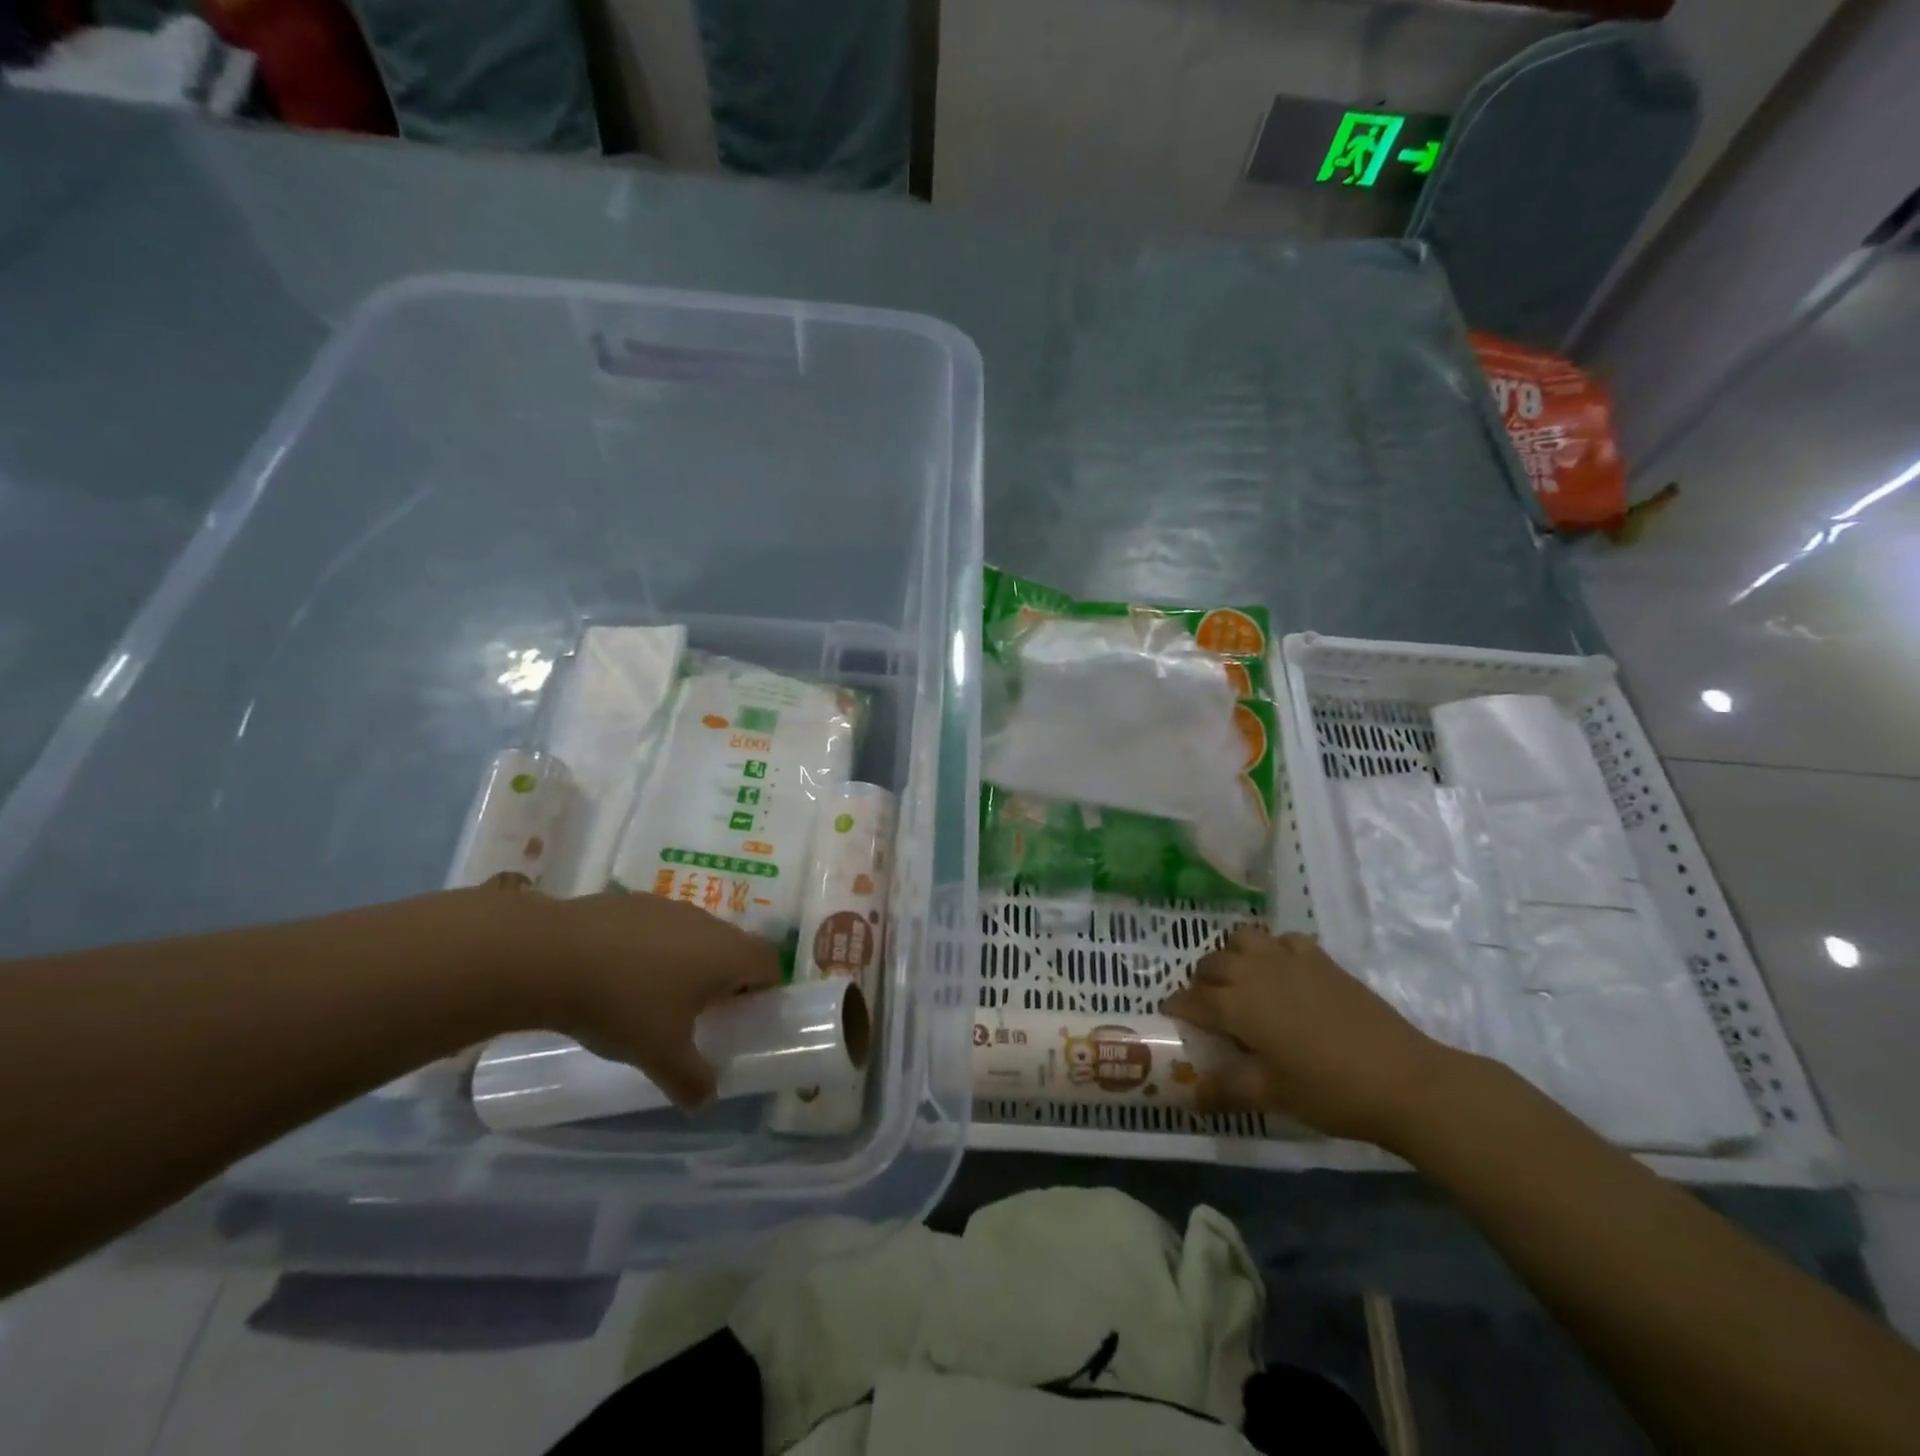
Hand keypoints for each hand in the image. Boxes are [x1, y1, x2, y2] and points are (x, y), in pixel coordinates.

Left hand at [483, 877, 782, 1108]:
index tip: (738, 1018)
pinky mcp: (632, 901)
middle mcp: (707, 922)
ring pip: (694, 935)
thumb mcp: (659, 1054)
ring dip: (685, 961)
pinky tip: (615, 974)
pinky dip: (649, 948)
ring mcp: (668, 906)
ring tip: (650, 996)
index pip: (770, 962)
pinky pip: (657, 927)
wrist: (551, 955)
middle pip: (732, 947)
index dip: (763, 990)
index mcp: (727, 953)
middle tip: (696, 1015)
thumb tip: (706, 1100)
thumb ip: (691, 1080)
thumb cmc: (623, 1004)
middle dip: (722, 979)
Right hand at [1162, 925, 1459, 1146]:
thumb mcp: (1272, 1095)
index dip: (1177, 1006)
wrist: (1403, 1079)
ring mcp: (1289, 960)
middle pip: (1212, 963)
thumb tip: (1191, 1096)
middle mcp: (1255, 972)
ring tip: (1243, 982)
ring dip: (1234, 955)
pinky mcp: (1320, 959)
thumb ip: (1226, 1090)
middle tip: (1209, 1007)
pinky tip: (1285, 975)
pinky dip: (1275, 950)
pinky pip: (1284, 940)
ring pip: (1244, 939)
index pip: (1192, 998)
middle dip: (1202, 980)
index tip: (1171, 1016)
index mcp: (1236, 1004)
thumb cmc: (1329, 1090)